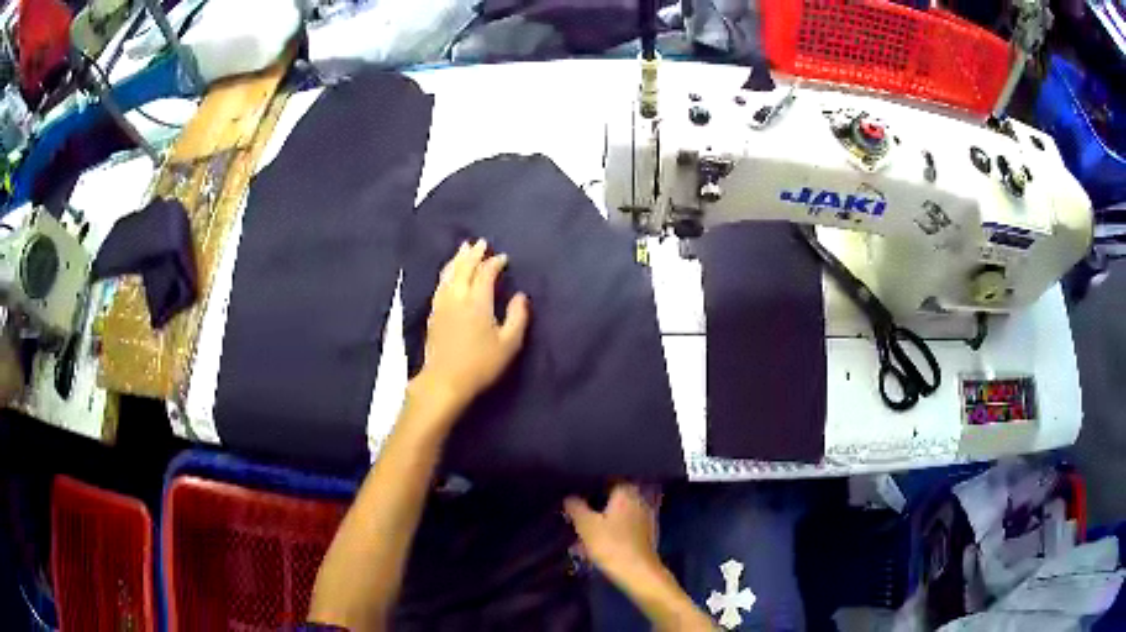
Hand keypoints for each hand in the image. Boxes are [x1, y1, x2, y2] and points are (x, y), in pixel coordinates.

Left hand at [417, 239, 529, 410]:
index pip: (486, 273)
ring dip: (457, 259)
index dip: (495, 263)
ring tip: (463, 249)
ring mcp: (442, 304)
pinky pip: (440, 284)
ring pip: (449, 273)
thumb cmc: (481, 364)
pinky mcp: (433, 313)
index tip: (503, 258)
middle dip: (473, 254)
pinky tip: (448, 274)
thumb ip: (517, 317)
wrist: (444, 381)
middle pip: (464, 267)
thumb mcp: (509, 344)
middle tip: (481, 242)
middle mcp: (457, 296)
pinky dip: (446, 273)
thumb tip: (521, 296)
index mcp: (478, 301)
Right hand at [565, 484, 662, 581]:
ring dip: (604, 518)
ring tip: (586, 528)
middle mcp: (639, 499)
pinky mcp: (647, 533)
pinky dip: (614, 529)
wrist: (638, 572)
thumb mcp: (586, 525)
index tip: (576, 490)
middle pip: (613, 496)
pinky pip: (626, 524)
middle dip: (596, 503)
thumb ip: (576, 507)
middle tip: (578, 511)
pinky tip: (602, 539)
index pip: (607, 478)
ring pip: (619, 511)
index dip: (591, 484)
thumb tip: (569, 497)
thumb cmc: (611, 545)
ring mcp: (645, 516)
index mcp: (626, 492)